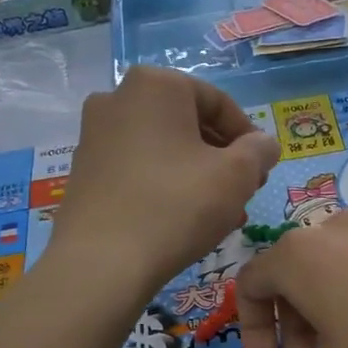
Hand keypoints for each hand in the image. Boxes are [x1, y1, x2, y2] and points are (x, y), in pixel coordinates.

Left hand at [58, 68, 280, 291]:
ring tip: (221, 213)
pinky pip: (139, 169)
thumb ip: (260, 150)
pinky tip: (185, 220)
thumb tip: (263, 144)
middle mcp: (117, 97)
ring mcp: (94, 135)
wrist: (102, 263)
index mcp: (156, 85)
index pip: (219, 103)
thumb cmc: (178, 205)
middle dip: (222, 158)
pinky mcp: (84, 171)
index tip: (262, 170)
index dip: (249, 138)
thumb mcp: (238, 175)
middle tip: (244, 191)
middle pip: (189, 124)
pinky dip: (166, 186)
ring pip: (165, 149)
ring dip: (198, 175)